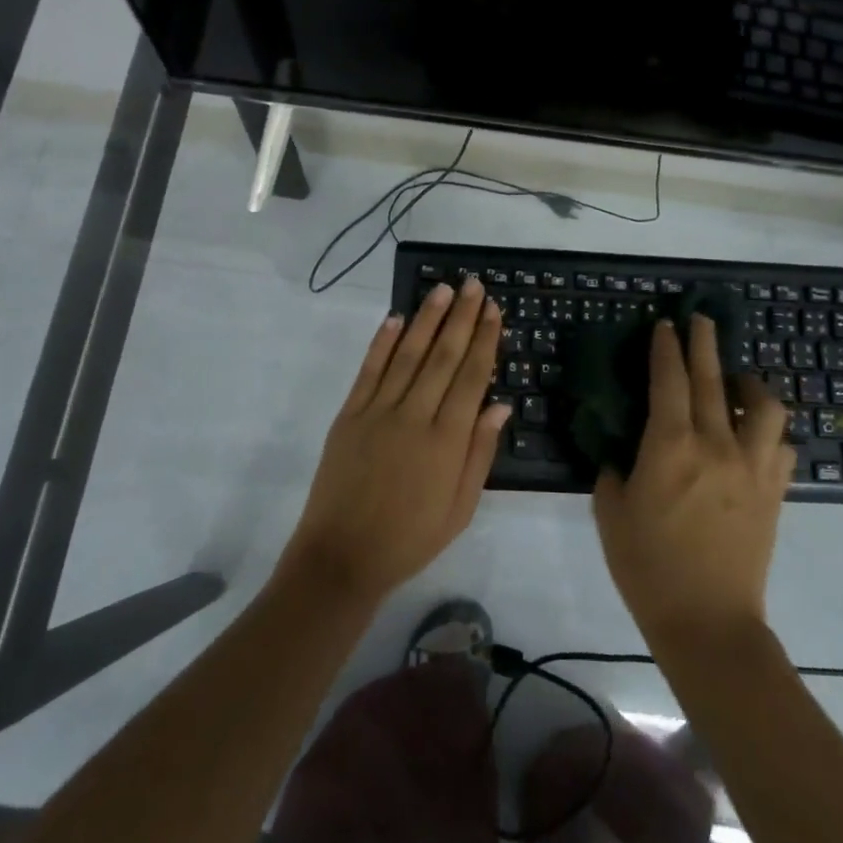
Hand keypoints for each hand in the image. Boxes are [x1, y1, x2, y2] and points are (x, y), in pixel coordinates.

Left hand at [280, 278, 509, 605]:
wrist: (342, 557)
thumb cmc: (410, 539)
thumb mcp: (460, 509)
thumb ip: (480, 454)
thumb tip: (500, 406)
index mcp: (446, 440)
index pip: (471, 377)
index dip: (484, 340)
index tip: (494, 310)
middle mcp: (414, 415)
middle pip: (443, 356)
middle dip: (461, 318)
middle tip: (474, 285)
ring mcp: (377, 411)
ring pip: (407, 354)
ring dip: (426, 319)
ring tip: (443, 290)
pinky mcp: (349, 414)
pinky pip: (369, 370)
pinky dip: (382, 342)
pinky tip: (394, 318)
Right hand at [593, 314, 790, 651]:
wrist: (708, 622)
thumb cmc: (648, 567)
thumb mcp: (610, 511)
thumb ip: (613, 468)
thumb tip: (621, 449)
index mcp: (670, 445)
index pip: (669, 379)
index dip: (666, 347)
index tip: (665, 325)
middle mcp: (716, 443)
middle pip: (714, 379)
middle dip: (704, 343)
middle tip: (699, 320)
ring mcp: (752, 466)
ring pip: (764, 406)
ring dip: (750, 383)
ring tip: (737, 381)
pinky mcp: (774, 490)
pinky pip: (781, 444)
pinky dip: (769, 429)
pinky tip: (756, 434)